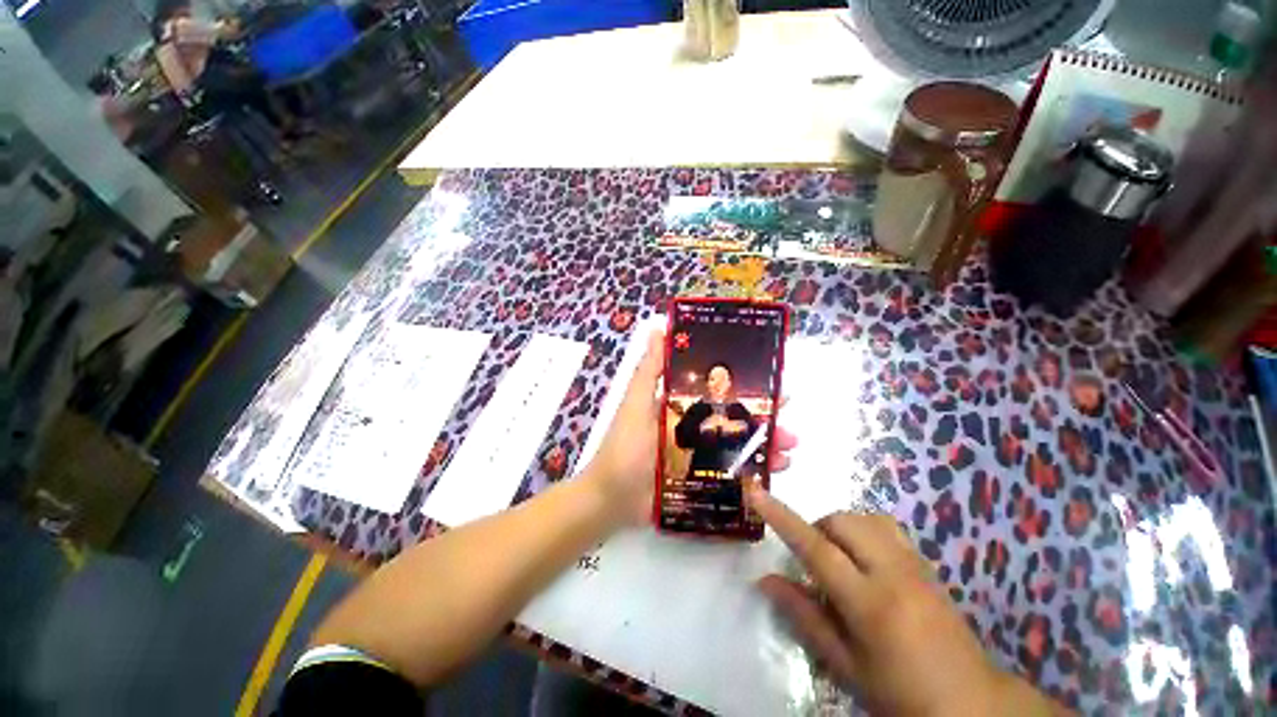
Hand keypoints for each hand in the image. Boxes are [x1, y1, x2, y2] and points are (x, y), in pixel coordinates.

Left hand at [584, 328, 795, 524]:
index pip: (716, 390)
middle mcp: (692, 428)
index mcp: (679, 406)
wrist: (611, 499)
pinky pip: (733, 474)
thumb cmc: (625, 447)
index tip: (770, 380)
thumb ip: (649, 370)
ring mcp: (698, 456)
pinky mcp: (701, 480)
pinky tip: (775, 475)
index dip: (743, 385)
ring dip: (766, 445)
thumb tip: (659, 329)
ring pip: (738, 446)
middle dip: (763, 417)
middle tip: (790, 416)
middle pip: (733, 418)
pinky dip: (755, 473)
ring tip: (789, 450)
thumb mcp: (636, 403)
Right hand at [745, 487, 1062, 715]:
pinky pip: (888, 528)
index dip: (781, 518)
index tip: (756, 493)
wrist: (970, 704)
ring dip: (841, 527)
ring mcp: (915, 566)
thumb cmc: (900, 694)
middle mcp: (893, 574)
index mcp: (869, 604)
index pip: (816, 548)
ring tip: (839, 558)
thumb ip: (804, 617)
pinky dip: (865, 530)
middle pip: (842, 522)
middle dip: (818, 529)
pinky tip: (866, 559)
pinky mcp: (927, 566)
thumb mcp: (846, 666)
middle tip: (814, 561)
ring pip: (866, 519)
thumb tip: (765, 581)